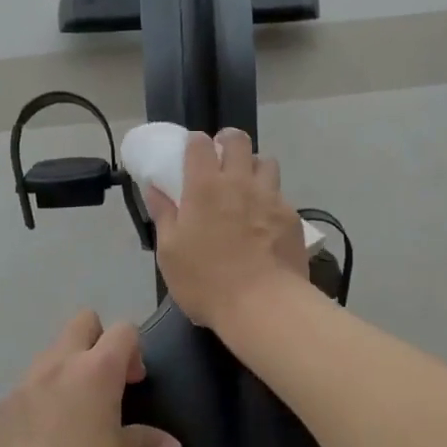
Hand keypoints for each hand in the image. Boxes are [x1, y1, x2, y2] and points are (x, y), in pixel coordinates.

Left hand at [0, 311, 181, 446]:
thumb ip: (146, 442)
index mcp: (95, 371)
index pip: (122, 331)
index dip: (133, 350)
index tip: (134, 384)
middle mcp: (58, 366)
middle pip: (82, 323)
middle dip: (98, 342)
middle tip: (106, 385)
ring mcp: (25, 384)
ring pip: (51, 355)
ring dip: (68, 371)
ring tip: (75, 415)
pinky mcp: (2, 408)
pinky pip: (28, 388)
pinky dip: (42, 399)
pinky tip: (45, 439)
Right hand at [146, 128, 308, 330]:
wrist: (263, 305)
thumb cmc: (206, 281)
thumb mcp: (170, 253)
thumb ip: (164, 215)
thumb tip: (154, 189)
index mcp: (204, 186)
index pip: (200, 144)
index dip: (195, 143)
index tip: (192, 153)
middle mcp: (240, 182)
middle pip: (238, 140)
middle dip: (228, 142)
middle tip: (221, 159)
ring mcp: (270, 197)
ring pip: (266, 162)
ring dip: (254, 167)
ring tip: (247, 187)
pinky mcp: (292, 217)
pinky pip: (281, 195)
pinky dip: (271, 199)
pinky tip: (266, 221)